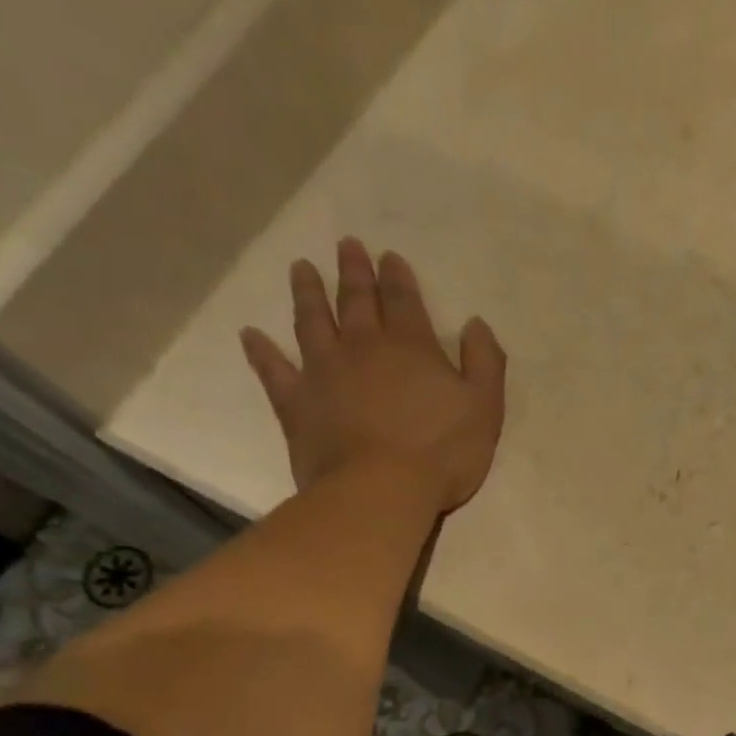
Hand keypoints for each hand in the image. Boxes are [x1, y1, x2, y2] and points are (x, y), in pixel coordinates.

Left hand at [240, 238, 505, 506]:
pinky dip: (262, 352)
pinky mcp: (296, 403)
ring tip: (301, 269)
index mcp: (411, 347)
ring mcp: (323, 372)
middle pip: (356, 300)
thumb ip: (484, 363)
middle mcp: (363, 347)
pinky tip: (251, 336)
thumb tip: (476, 324)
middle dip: (354, 272)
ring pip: (312, 322)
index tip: (389, 256)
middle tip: (346, 245)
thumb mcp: (485, 408)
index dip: (397, 276)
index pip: (403, 300)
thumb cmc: (441, 452)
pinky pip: (274, 371)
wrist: (380, 490)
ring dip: (307, 293)